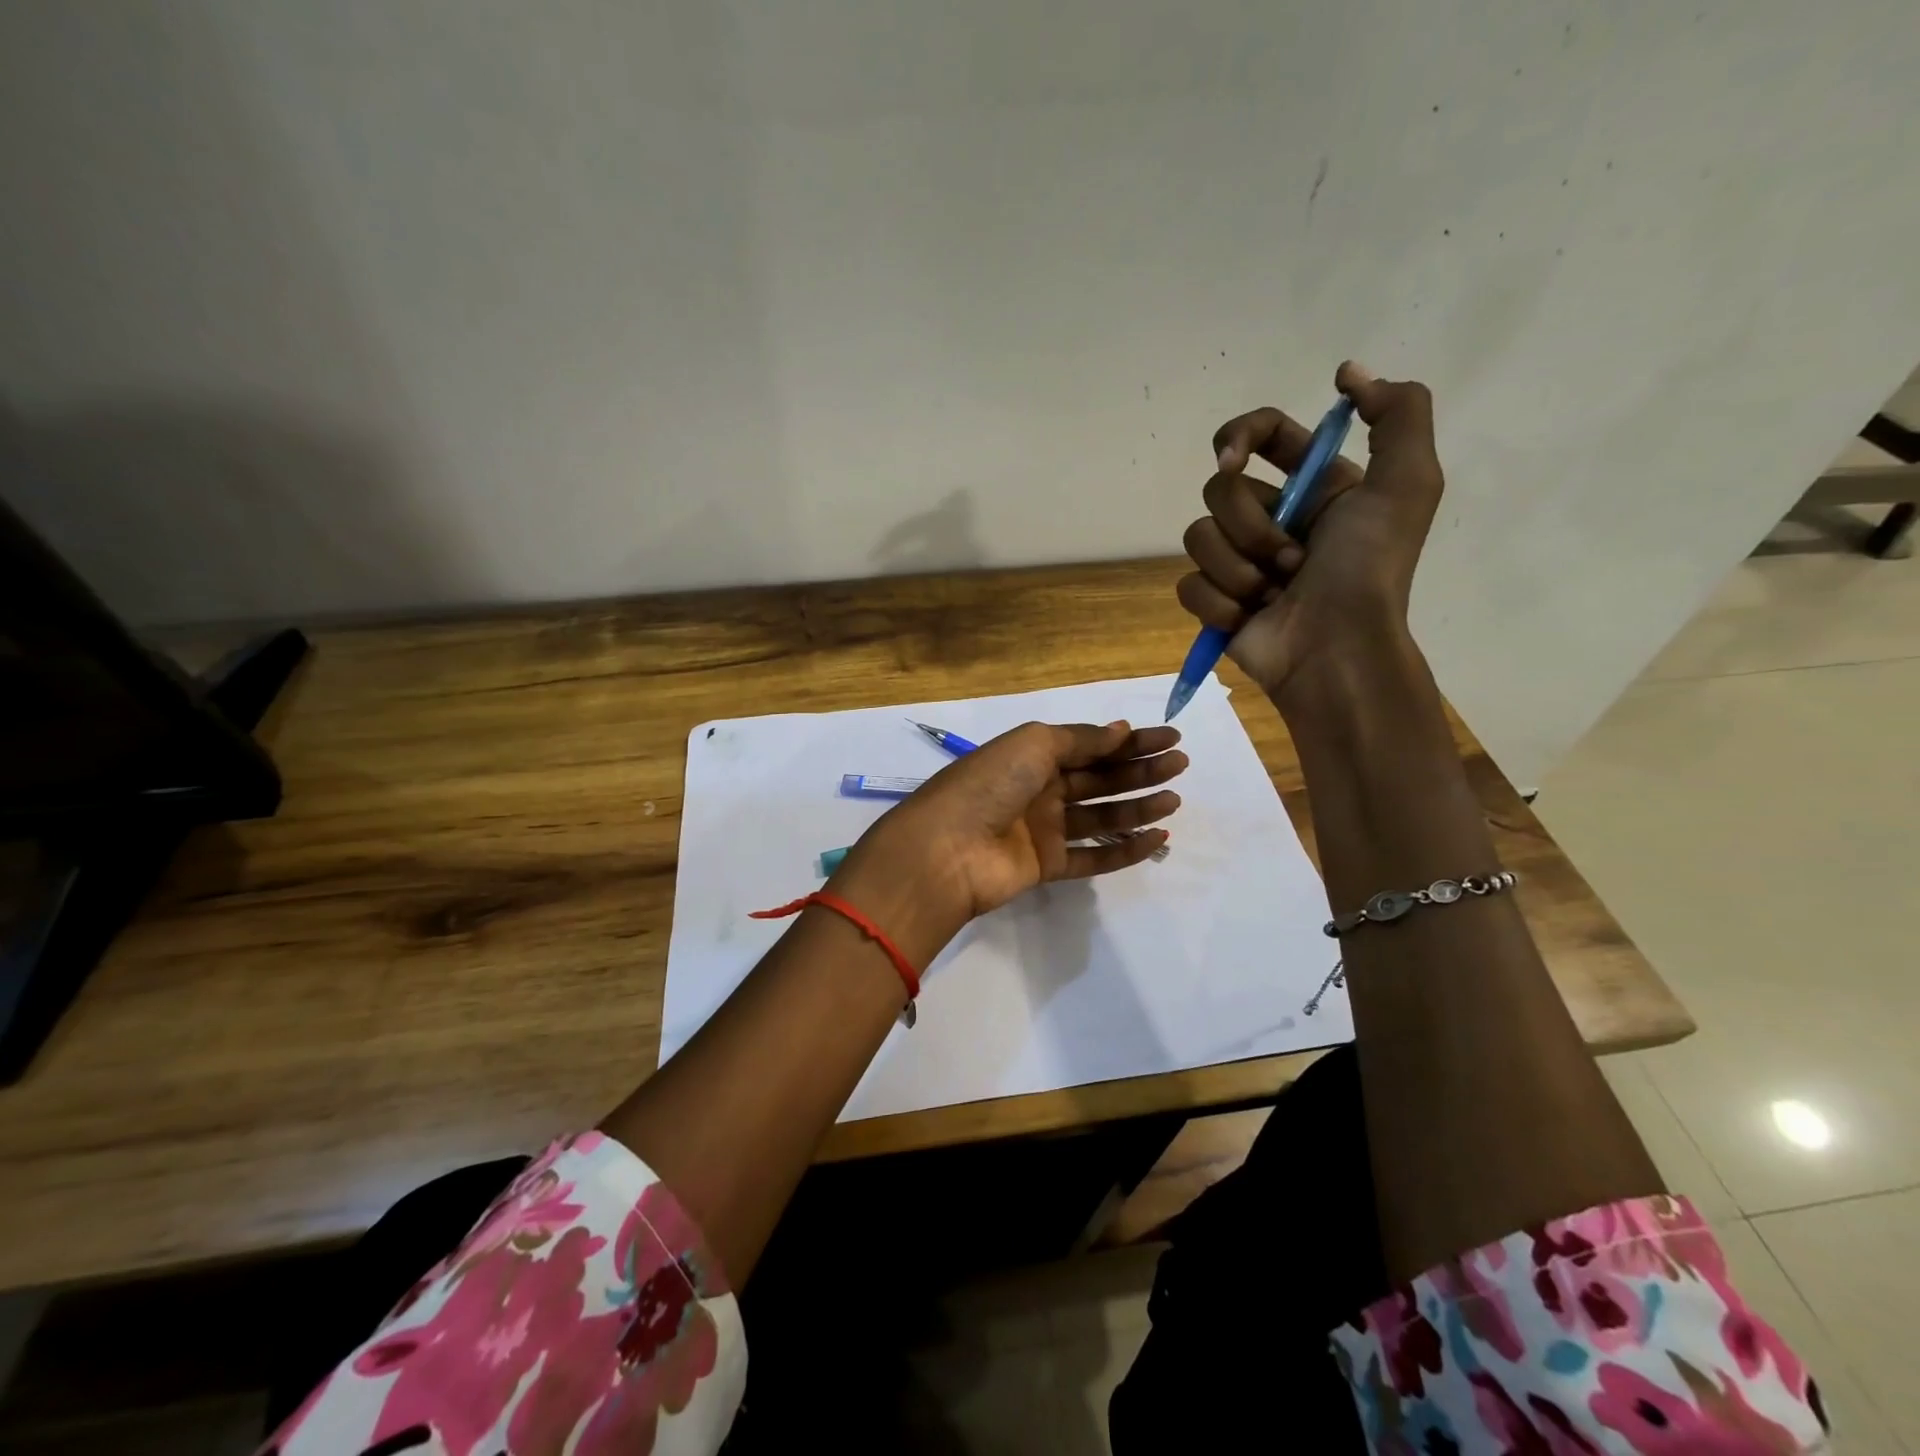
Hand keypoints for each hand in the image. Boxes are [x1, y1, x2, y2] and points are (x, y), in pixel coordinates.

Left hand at [830, 721, 1184, 963]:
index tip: (1170, 738)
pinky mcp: (1046, 865)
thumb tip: (1121, 730)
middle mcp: (1038, 789)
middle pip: (1098, 778)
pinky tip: (1156, 838)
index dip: (1129, 741)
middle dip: (1139, 770)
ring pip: (1099, 815)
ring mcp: (1042, 829)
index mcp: (1031, 755)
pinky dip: (1123, 848)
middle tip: (1180, 766)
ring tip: (1174, 800)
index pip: (1090, 745)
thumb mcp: (1034, 744)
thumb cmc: (990, 784)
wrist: (948, 849)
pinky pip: (1092, 855)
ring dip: (1137, 807)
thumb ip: (1081, 739)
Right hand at [1176, 362, 1443, 707]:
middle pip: (1219, 490)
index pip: (1261, 436)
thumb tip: (1348, 374)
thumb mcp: (1407, 484)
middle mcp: (1274, 518)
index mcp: (1315, 487)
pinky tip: (1247, 618)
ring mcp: (1239, 562)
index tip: (1233, 460)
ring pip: (1199, 537)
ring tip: (1272, 594)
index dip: (1238, 437)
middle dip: (1250, 526)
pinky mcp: (1214, 601)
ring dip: (1238, 568)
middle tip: (1290, 559)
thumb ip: (1397, 414)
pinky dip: (1218, 602)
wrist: (1336, 650)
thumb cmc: (1368, 570)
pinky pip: (1189, 584)